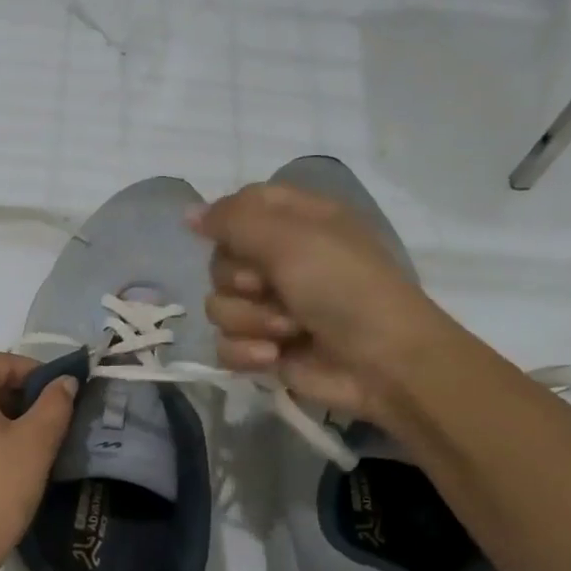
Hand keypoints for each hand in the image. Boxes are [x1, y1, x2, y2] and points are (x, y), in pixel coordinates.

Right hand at [192, 181, 457, 424]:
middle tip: (271, 288)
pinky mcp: (263, 348)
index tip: (235, 239)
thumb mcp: (290, 239)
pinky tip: (272, 356)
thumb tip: (188, 213)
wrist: (381, 363)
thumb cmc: (343, 287)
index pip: (239, 207)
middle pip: (219, 262)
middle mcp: (279, 261)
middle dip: (241, 282)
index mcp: (295, 223)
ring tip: (287, 331)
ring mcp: (270, 308)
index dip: (228, 223)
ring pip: (218, 306)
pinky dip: (246, 351)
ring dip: (250, 320)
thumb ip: (233, 220)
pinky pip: (224, 344)